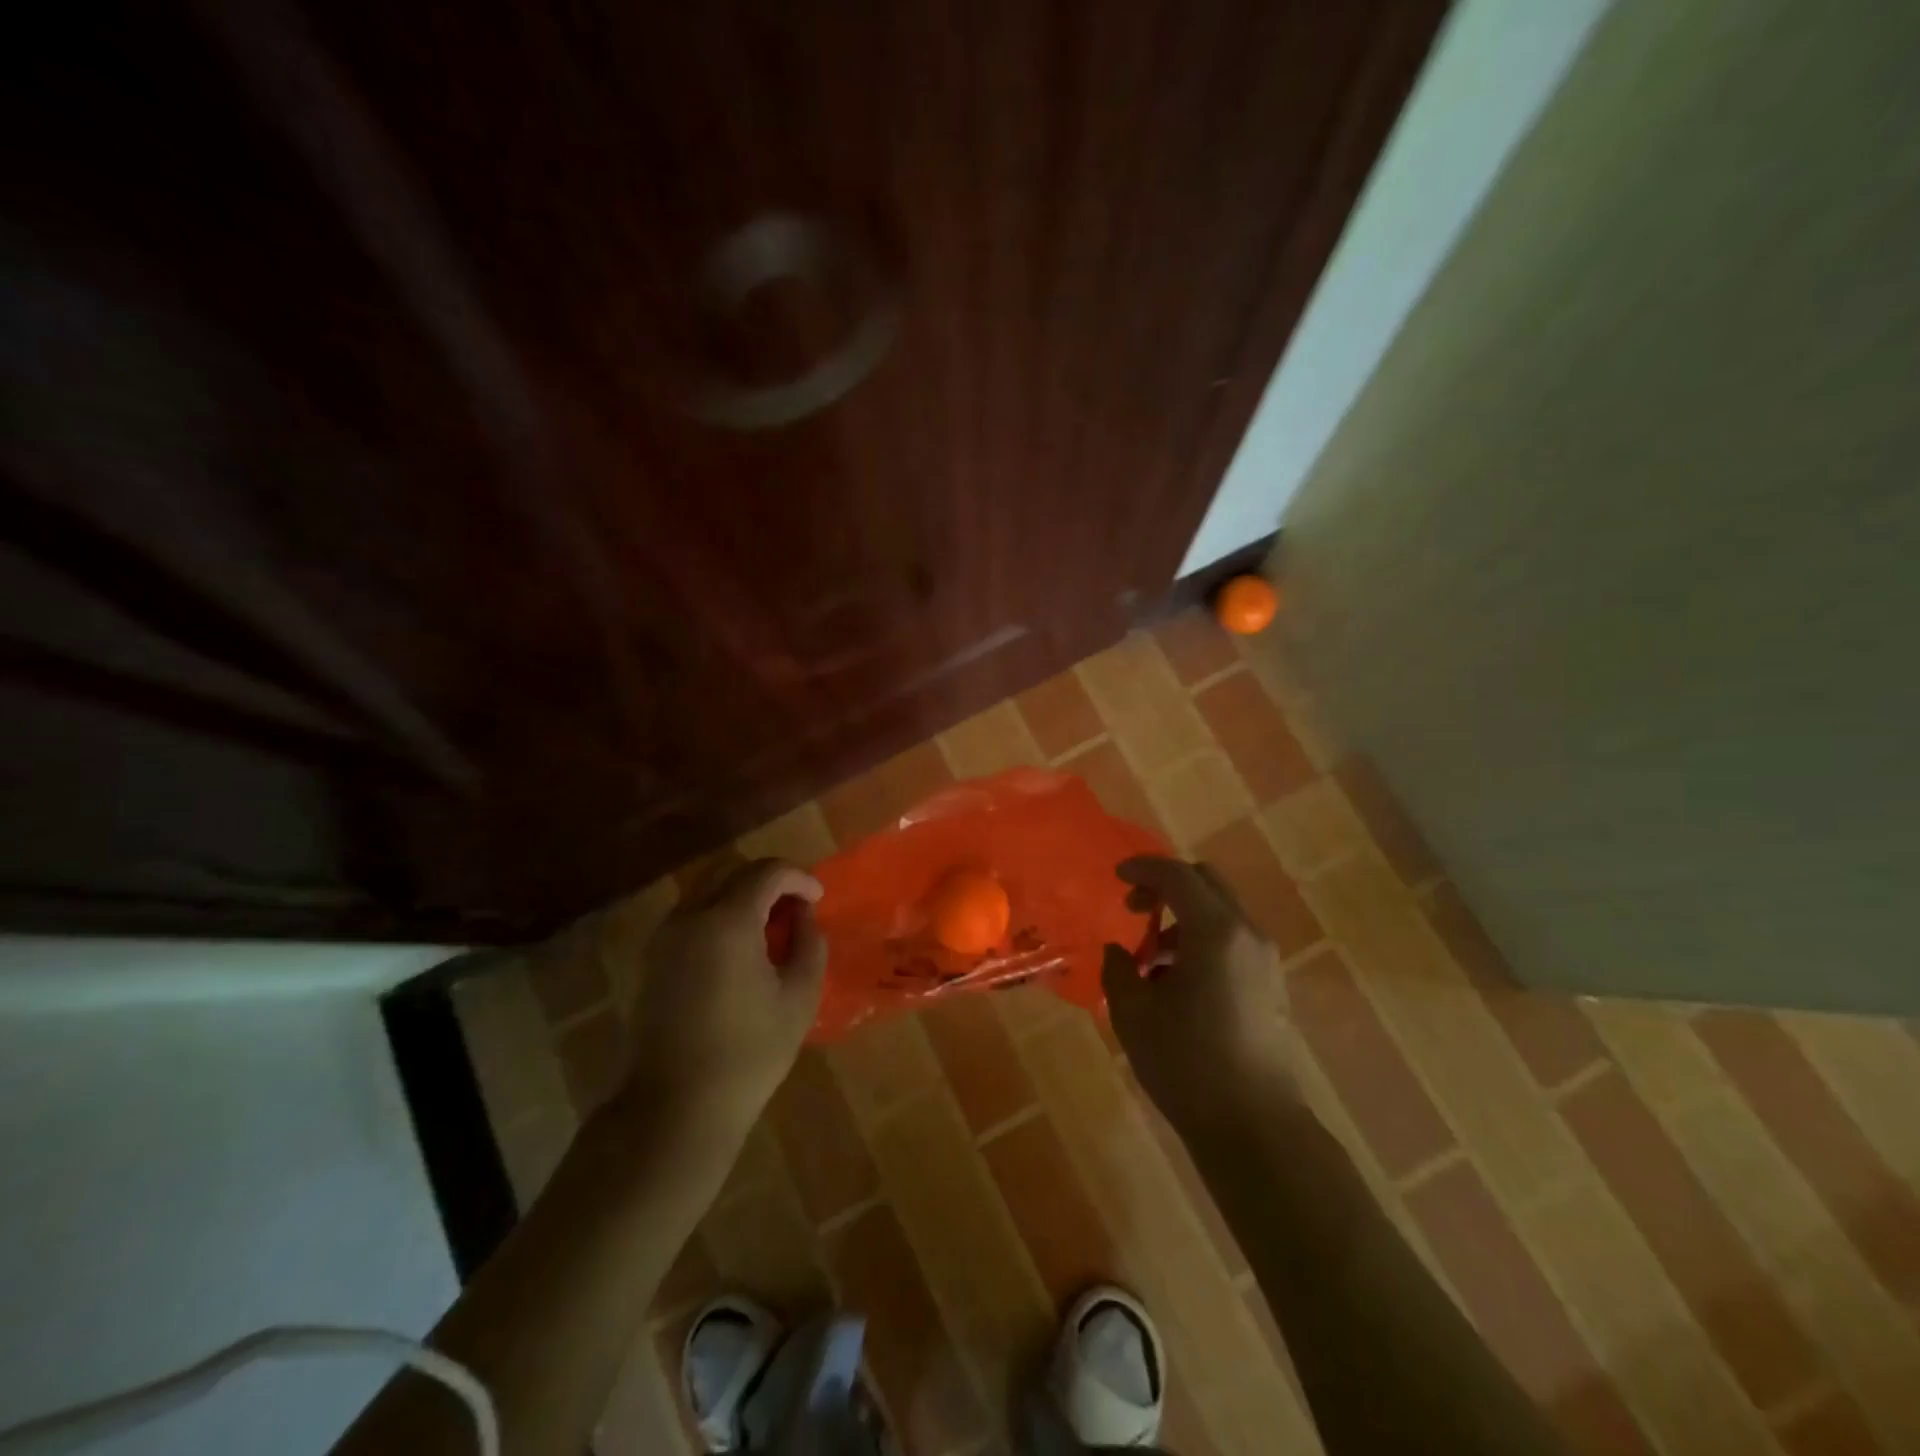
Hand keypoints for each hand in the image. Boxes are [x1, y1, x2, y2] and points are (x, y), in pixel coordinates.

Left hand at [618, 859, 826, 1145]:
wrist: (677, 1105)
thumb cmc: (749, 1052)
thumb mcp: (799, 997)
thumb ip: (809, 944)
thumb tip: (803, 917)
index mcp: (727, 920)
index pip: (767, 872)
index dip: (799, 878)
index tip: (818, 899)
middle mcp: (690, 916)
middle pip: (732, 870)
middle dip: (769, 880)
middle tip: (796, 907)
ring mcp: (665, 936)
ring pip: (708, 889)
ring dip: (742, 894)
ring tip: (770, 927)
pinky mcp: (653, 958)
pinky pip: (692, 914)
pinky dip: (720, 913)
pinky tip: (740, 947)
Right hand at [1100, 855, 1297, 1133]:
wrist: (1255, 1128)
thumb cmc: (1187, 1064)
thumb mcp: (1134, 1015)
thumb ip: (1119, 970)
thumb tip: (1119, 952)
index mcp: (1215, 932)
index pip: (1177, 875)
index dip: (1143, 869)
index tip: (1116, 876)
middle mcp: (1247, 935)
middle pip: (1206, 883)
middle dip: (1167, 886)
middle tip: (1134, 909)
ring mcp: (1265, 960)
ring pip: (1221, 913)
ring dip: (1183, 919)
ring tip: (1151, 962)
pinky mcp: (1271, 985)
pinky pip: (1232, 941)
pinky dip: (1202, 941)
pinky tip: (1178, 985)